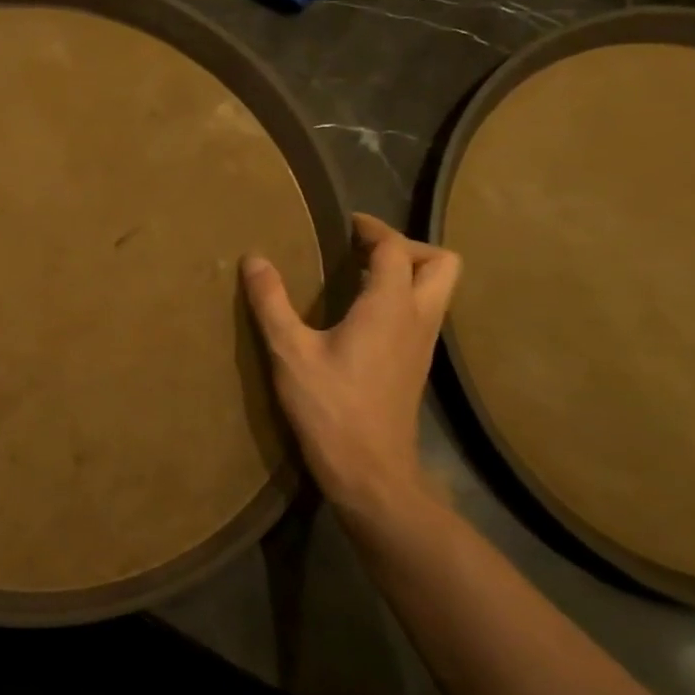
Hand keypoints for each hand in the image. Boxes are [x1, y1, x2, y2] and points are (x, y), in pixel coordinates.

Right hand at [243, 214, 460, 523]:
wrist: (370, 470)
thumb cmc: (330, 407)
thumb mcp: (289, 352)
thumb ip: (271, 302)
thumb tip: (253, 259)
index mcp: (389, 307)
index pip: (396, 249)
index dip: (374, 229)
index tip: (347, 223)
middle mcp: (417, 319)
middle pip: (441, 264)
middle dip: (407, 246)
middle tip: (363, 251)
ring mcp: (423, 345)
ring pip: (437, 291)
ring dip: (408, 273)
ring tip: (359, 277)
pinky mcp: (416, 366)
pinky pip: (422, 314)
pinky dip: (401, 299)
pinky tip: (361, 316)